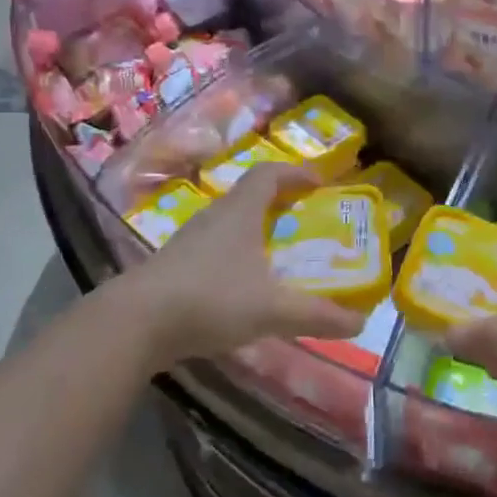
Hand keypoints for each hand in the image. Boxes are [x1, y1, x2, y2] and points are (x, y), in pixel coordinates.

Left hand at [125, 164, 364, 371]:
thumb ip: (317, 315)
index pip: (269, 173)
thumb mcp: (272, 309)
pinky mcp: (173, 266)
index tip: (319, 183)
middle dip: (279, 202)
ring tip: (277, 253)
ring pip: (228, 223)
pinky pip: (212, 248)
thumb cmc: (211, 299)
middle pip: (249, 196)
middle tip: (304, 219)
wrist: (135, 323)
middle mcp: (213, 217)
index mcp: (240, 212)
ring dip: (254, 230)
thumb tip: (361, 322)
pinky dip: (234, 256)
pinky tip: (241, 286)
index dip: (296, 173)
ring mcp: (189, 241)